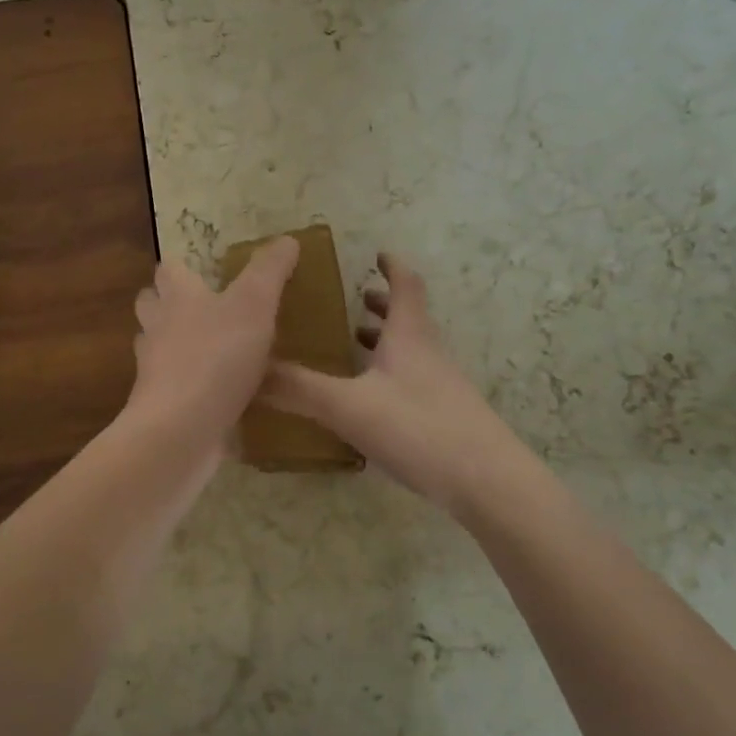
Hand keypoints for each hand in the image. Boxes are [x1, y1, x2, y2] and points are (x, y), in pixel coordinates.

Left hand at [126, 238, 300, 448]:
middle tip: (204, 307)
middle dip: (169, 302)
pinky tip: (216, 393)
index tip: (204, 268)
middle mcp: (158, 328)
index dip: (183, 266)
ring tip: (212, 348)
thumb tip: (287, 239)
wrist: (181, 428)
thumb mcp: (254, 304)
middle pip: (152, 304)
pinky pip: (173, 386)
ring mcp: (155, 370)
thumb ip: (269, 271)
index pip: (169, 269)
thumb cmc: (217, 356)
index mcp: (177, 297)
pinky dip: (189, 385)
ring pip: (158, 346)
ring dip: (177, 344)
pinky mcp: (162, 405)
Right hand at [265, 252, 523, 512]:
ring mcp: (441, 387)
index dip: (392, 267)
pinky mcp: (445, 417)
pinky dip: (389, 375)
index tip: (377, 253)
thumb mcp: (348, 406)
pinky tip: (369, 399)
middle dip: (382, 305)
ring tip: (355, 343)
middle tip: (356, 298)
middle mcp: (428, 354)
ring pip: (411, 351)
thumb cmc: (418, 427)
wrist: (488, 482)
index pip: (405, 286)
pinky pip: (411, 381)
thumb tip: (248, 372)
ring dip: (385, 340)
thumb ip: (298, 388)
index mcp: (409, 336)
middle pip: (409, 318)